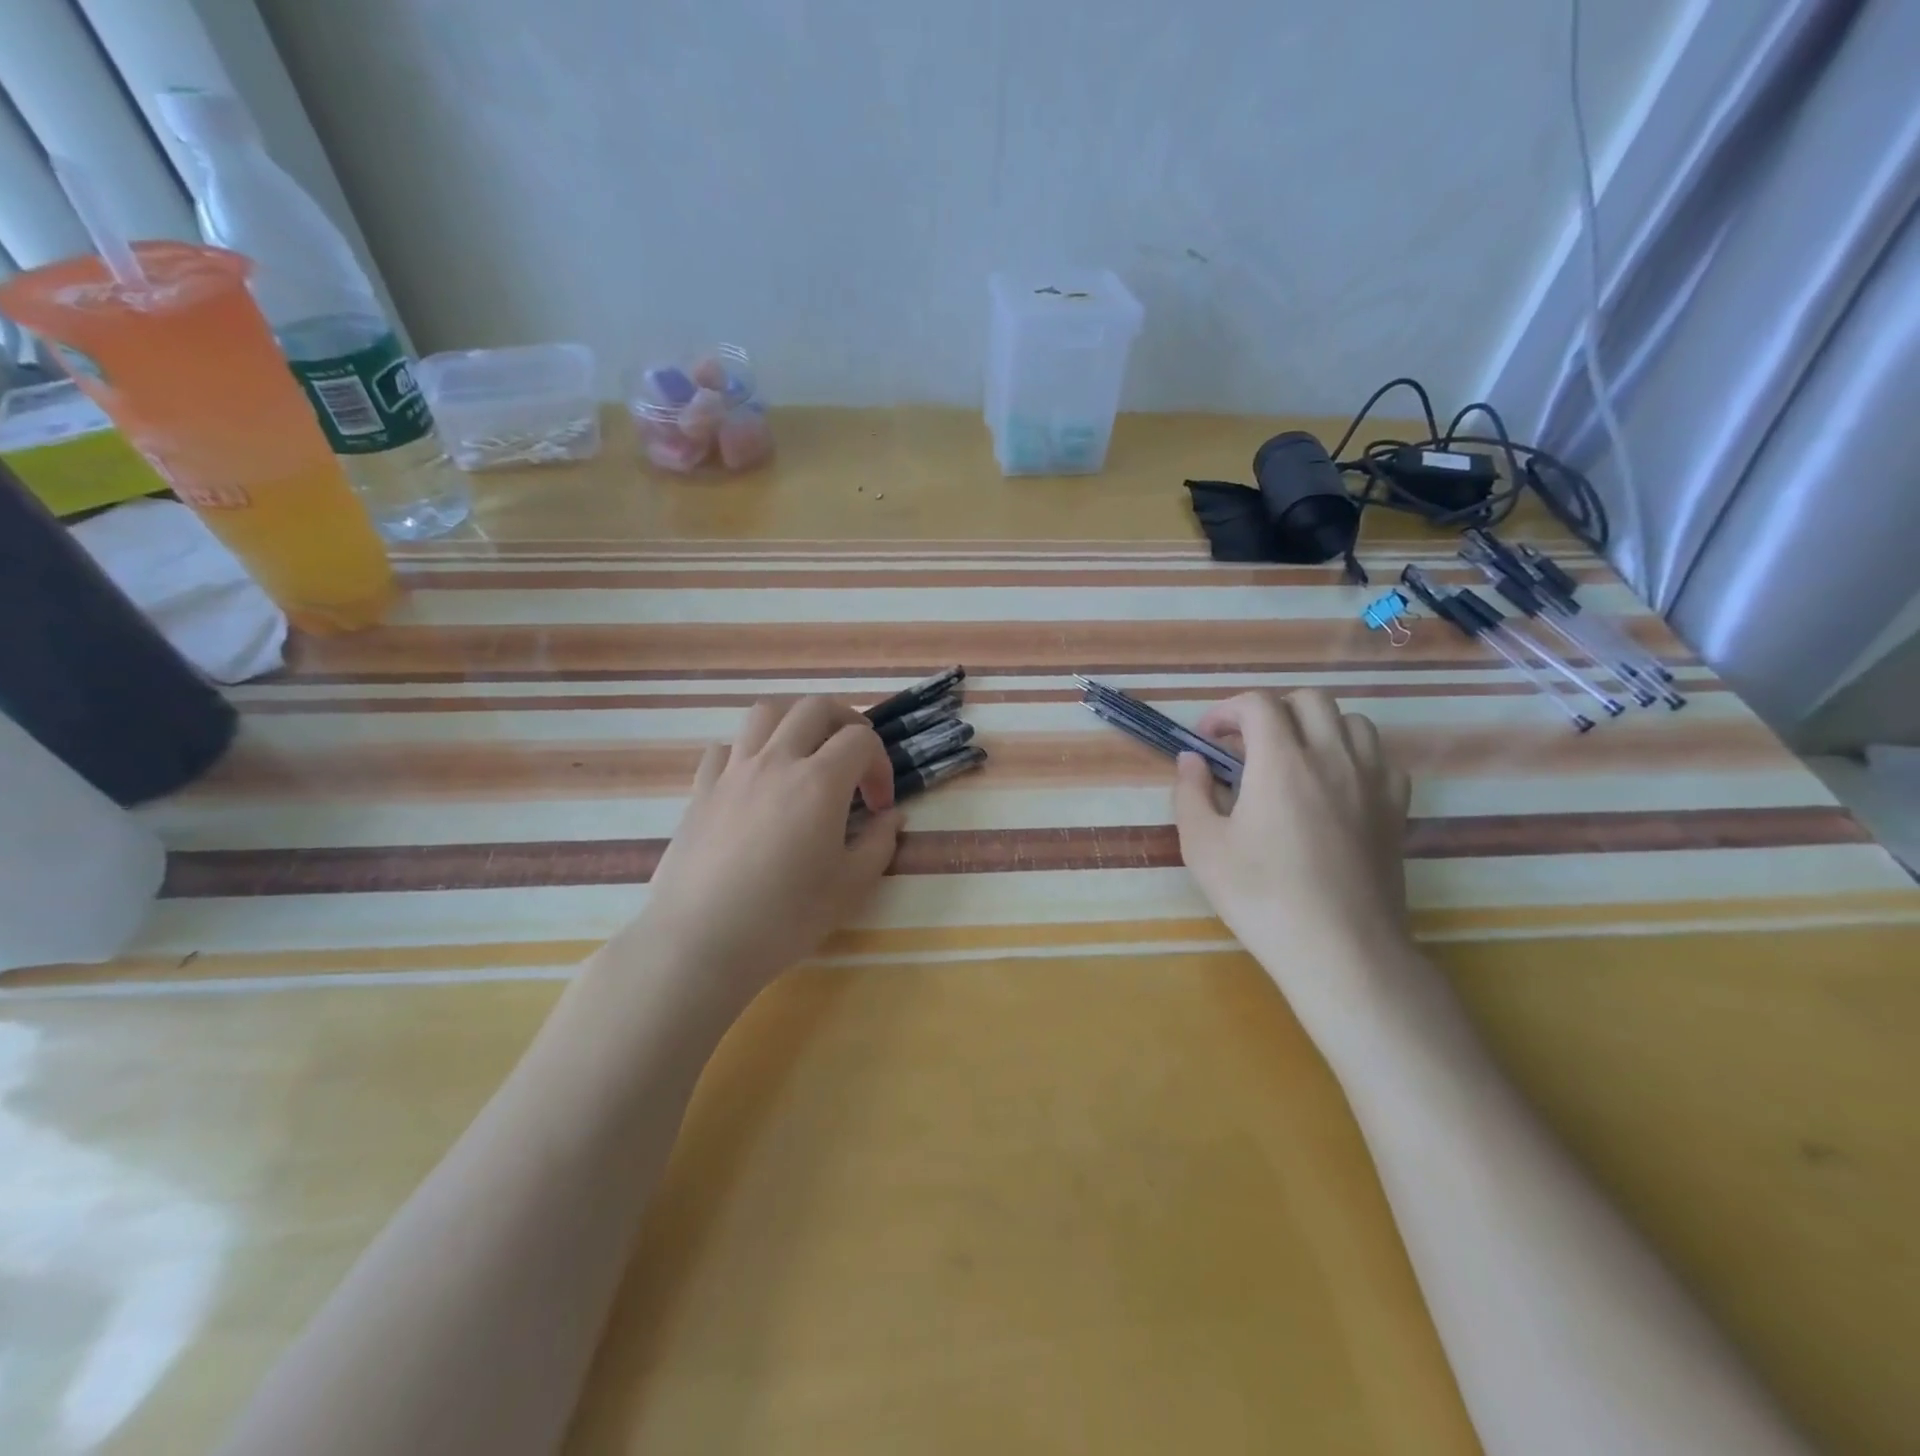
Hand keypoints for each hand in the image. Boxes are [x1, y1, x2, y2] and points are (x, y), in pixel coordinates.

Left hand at [630, 697, 901, 1001]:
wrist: (700, 942)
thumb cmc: (784, 918)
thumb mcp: (849, 887)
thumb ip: (879, 844)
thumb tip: (891, 818)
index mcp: (819, 782)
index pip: (861, 741)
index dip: (880, 765)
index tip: (879, 806)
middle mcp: (776, 761)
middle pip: (815, 708)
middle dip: (846, 722)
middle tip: (854, 757)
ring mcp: (733, 772)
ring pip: (765, 714)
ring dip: (795, 721)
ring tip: (805, 752)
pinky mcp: (701, 790)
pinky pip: (724, 748)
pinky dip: (747, 751)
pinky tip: (754, 781)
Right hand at [1173, 689, 1415, 1034]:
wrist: (1340, 948)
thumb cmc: (1261, 896)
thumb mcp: (1203, 846)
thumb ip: (1191, 793)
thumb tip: (1191, 760)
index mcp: (1281, 762)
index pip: (1258, 703)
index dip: (1226, 710)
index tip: (1208, 738)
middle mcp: (1332, 758)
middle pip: (1309, 699)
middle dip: (1272, 710)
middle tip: (1247, 744)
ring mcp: (1372, 781)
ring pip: (1352, 722)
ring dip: (1316, 727)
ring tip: (1292, 760)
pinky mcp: (1396, 809)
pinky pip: (1381, 759)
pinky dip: (1354, 757)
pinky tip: (1335, 786)